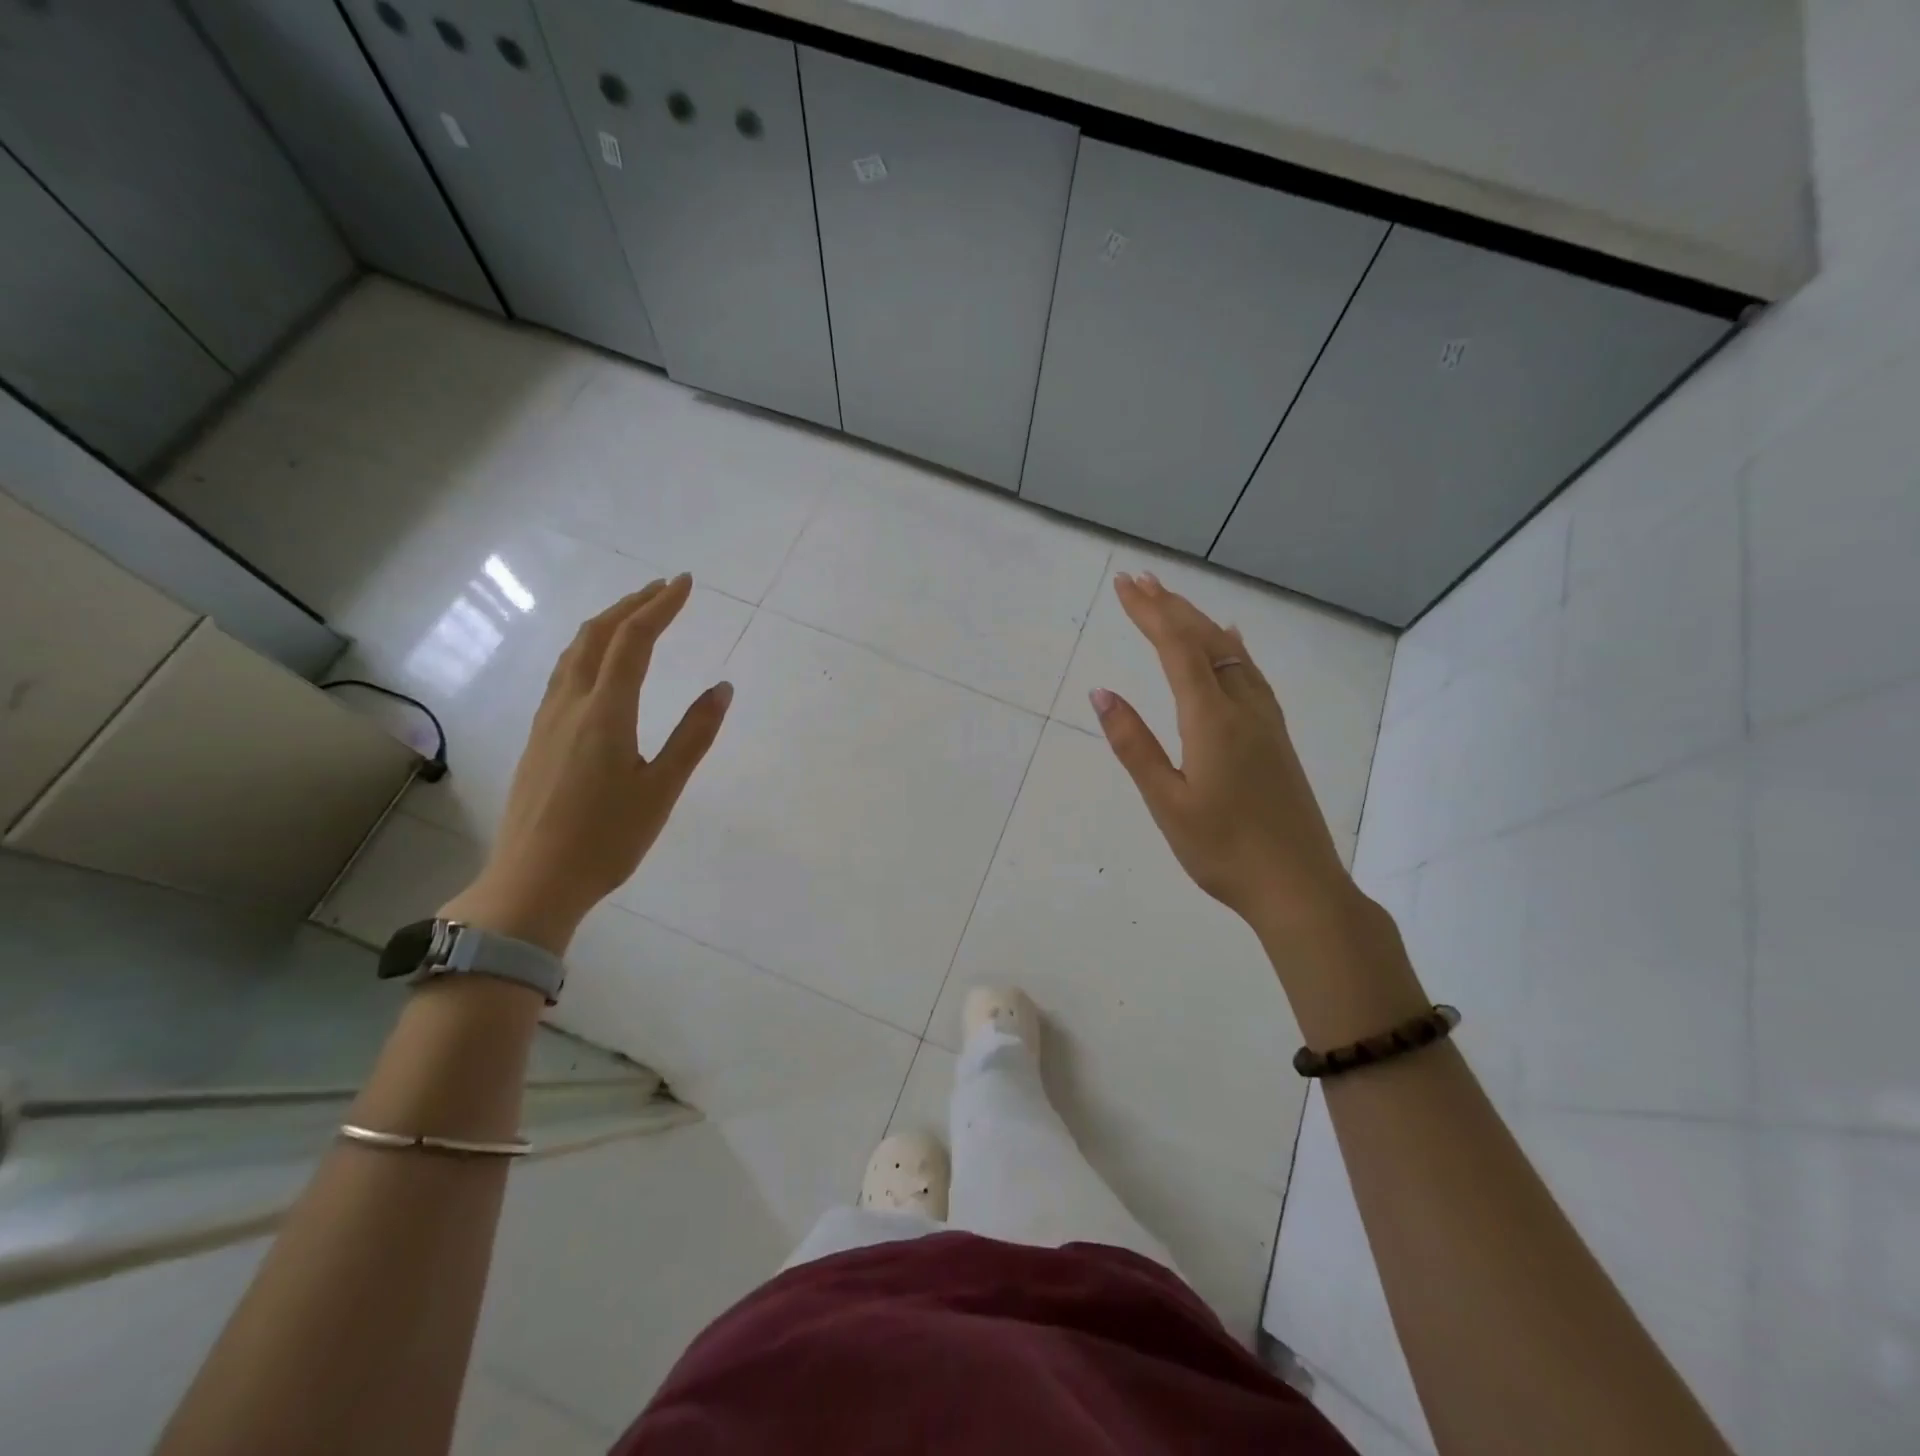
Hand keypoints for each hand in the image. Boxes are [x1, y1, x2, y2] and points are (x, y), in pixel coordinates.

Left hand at [441, 576, 730, 953]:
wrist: (533, 881)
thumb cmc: (607, 839)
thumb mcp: (662, 790)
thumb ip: (693, 735)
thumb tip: (722, 688)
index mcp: (605, 712)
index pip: (634, 641)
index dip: (661, 606)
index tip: (686, 583)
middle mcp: (570, 704)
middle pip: (597, 635)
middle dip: (632, 604)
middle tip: (664, 588)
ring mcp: (547, 719)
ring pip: (574, 651)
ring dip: (606, 623)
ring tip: (635, 614)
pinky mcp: (538, 737)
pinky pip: (564, 673)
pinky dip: (589, 649)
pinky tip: (600, 663)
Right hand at [1089, 572, 1361, 940]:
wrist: (1298, 885)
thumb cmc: (1223, 850)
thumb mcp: (1167, 802)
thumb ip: (1134, 744)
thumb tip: (1102, 693)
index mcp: (1212, 720)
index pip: (1177, 649)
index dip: (1150, 613)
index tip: (1124, 586)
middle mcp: (1243, 707)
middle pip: (1205, 640)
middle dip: (1170, 606)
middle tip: (1138, 579)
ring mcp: (1265, 719)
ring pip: (1230, 652)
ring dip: (1198, 621)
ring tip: (1172, 600)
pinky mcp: (1276, 735)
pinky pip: (1251, 673)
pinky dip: (1231, 646)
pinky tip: (1231, 640)